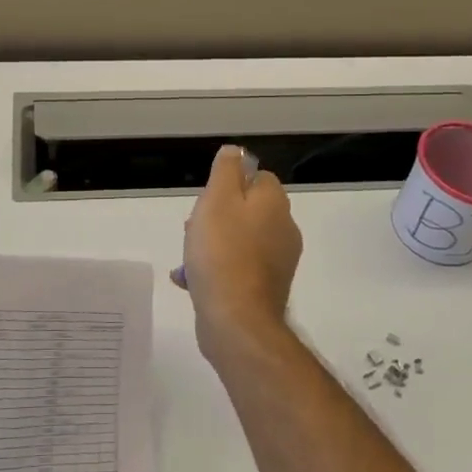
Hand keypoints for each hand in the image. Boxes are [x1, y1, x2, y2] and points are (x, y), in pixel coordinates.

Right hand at [174, 145, 302, 359]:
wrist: (236, 319)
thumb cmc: (222, 252)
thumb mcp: (217, 199)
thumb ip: (226, 170)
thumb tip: (235, 152)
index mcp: (275, 204)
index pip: (258, 178)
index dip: (230, 184)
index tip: (207, 199)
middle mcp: (283, 230)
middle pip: (246, 210)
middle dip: (216, 216)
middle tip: (192, 229)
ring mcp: (277, 262)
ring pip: (239, 239)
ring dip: (212, 244)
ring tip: (188, 257)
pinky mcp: (265, 288)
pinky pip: (236, 267)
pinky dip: (216, 269)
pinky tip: (190, 280)